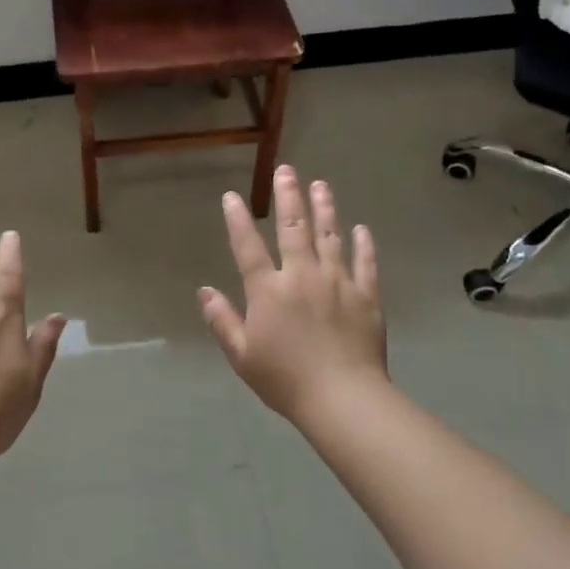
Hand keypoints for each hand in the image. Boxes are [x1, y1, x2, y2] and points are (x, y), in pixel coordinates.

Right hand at [200, 168, 387, 425]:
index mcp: (269, 291)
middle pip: (294, 229)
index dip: (237, 220)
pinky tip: (361, 229)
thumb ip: (222, 321)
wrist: (342, 398)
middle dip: (289, 197)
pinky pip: (365, 264)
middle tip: (287, 171)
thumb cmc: (285, 379)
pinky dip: (363, 245)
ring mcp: (337, 283)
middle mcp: (302, 276)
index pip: (248, 247)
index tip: (232, 196)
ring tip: (321, 185)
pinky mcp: (366, 296)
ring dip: (325, 208)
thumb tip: (204, 291)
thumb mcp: (242, 355)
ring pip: (330, 237)